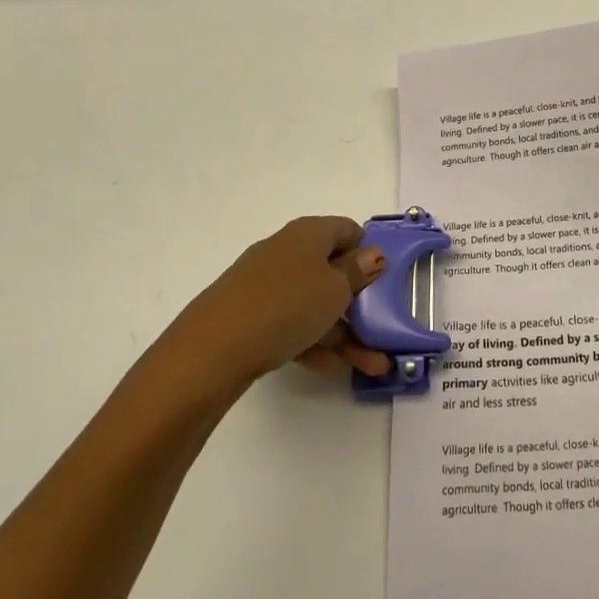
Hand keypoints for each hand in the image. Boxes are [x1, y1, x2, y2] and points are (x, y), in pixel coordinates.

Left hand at [170, 217, 391, 383]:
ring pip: (315, 303)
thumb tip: (372, 254)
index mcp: (309, 233)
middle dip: (361, 304)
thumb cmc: (287, 305)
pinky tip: (331, 368)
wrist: (213, 348)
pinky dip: (313, 341)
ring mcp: (265, 283)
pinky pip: (292, 322)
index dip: (369, 251)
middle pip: (332, 271)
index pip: (348, 230)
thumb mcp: (335, 289)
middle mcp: (287, 250)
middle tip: (383, 331)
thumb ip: (358, 272)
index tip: (385, 280)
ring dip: (344, 332)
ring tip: (370, 366)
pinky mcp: (250, 314)